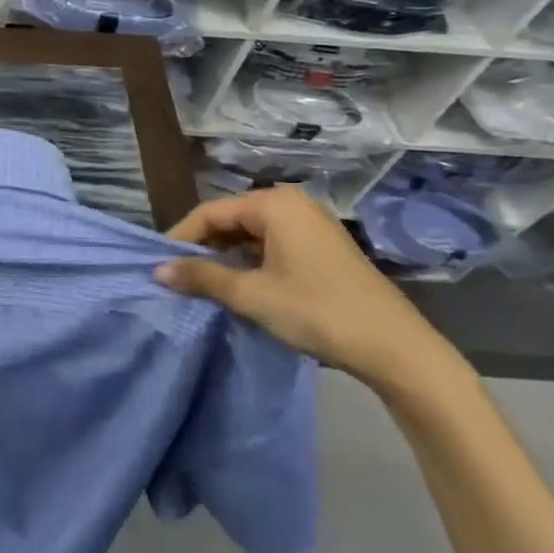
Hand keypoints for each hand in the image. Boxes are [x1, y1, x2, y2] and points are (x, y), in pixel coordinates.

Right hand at [157, 186, 462, 397]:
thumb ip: (202, 277)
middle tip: (180, 277)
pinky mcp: (323, 248)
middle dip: (204, 247)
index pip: (211, 212)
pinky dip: (251, 262)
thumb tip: (157, 270)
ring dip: (227, 257)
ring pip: (251, 234)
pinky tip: (241, 287)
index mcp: (274, 203)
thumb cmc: (317, 312)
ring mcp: (311, 224)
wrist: (396, 349)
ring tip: (205, 285)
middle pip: (231, 219)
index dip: (182, 237)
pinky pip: (272, 245)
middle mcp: (291, 203)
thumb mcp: (252, 295)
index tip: (160, 265)